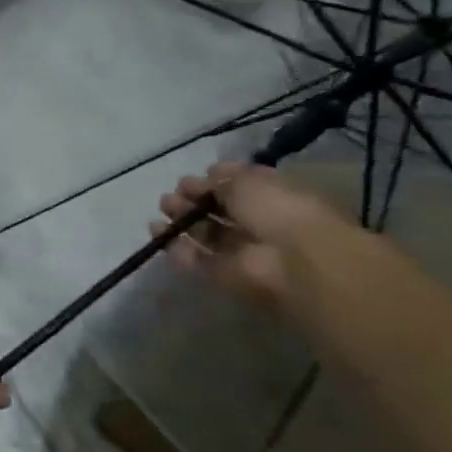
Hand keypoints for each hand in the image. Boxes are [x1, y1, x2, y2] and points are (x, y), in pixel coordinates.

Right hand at [150, 162, 340, 307]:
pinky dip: (176, 246)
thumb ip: (224, 180)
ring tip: (162, 208)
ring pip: (208, 234)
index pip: (242, 187)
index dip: (217, 179)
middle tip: (174, 193)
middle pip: (221, 211)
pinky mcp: (226, 276)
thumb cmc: (279, 210)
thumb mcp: (249, 181)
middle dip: (195, 199)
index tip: (197, 175)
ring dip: (183, 220)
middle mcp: (261, 224)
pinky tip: (157, 231)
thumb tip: (207, 178)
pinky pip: (197, 260)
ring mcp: (244, 252)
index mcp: (275, 198)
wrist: (294, 262)